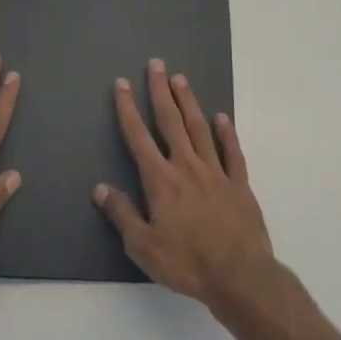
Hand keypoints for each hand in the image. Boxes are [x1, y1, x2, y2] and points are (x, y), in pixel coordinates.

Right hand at [93, 59, 277, 317]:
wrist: (240, 275)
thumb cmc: (187, 263)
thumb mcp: (143, 247)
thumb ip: (122, 214)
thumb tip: (100, 188)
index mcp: (161, 180)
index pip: (139, 137)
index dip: (128, 109)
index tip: (123, 84)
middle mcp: (187, 167)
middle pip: (171, 121)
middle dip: (161, 91)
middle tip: (156, 64)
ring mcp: (216, 172)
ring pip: (199, 128)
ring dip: (189, 102)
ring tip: (181, 79)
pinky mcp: (239, 184)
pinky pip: (232, 152)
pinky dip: (226, 133)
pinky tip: (222, 118)